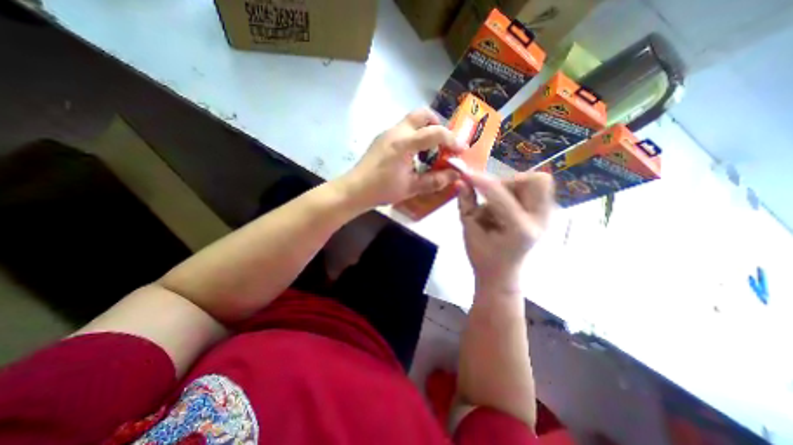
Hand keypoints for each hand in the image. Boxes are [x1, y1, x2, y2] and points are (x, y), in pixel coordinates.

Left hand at [338, 109, 465, 210]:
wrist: (355, 190)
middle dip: (438, 124)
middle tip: (444, 142)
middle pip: (422, 114)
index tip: (461, 150)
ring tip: (431, 150)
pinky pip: (404, 130)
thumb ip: (435, 181)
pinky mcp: (382, 139)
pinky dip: (415, 136)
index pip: (434, 133)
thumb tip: (455, 175)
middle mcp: (396, 132)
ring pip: (412, 120)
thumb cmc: (382, 189)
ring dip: (426, 130)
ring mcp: (387, 133)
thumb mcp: (411, 187)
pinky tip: (415, 155)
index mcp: (404, 143)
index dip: (452, 140)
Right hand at [456, 171, 552, 295]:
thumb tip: (461, 181)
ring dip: (512, 186)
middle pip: (535, 181)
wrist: (501, 274)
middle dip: (507, 181)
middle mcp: (540, 220)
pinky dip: (517, 191)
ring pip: (537, 182)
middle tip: (490, 196)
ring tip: (497, 204)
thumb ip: (466, 203)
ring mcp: (547, 217)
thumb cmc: (483, 256)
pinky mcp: (545, 214)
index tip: (465, 174)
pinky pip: (535, 190)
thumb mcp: (469, 230)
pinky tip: (504, 207)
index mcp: (519, 229)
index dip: (480, 181)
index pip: (499, 194)